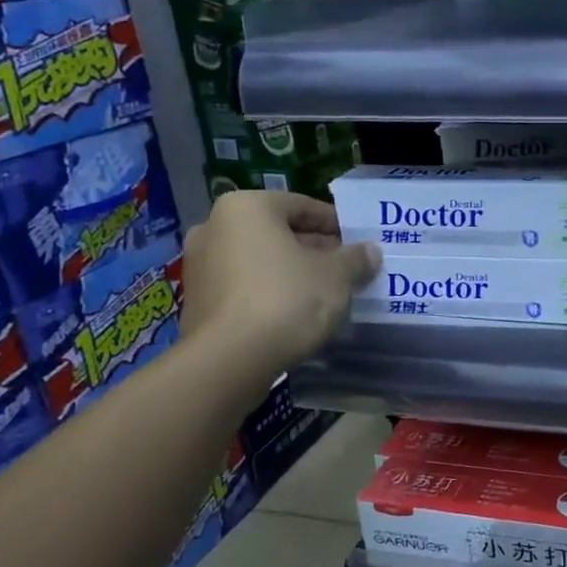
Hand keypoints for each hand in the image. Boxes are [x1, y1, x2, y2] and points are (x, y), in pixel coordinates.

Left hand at [179, 190, 379, 389]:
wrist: (229, 360)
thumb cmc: (287, 299)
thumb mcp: (337, 275)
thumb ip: (356, 258)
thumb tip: (370, 252)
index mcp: (247, 207)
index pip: (303, 206)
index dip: (336, 224)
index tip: (359, 243)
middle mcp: (215, 227)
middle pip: (278, 232)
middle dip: (314, 249)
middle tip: (346, 269)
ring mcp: (200, 265)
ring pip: (260, 260)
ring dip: (292, 271)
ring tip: (325, 293)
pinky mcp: (197, 301)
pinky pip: (244, 286)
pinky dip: (270, 292)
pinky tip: (295, 313)